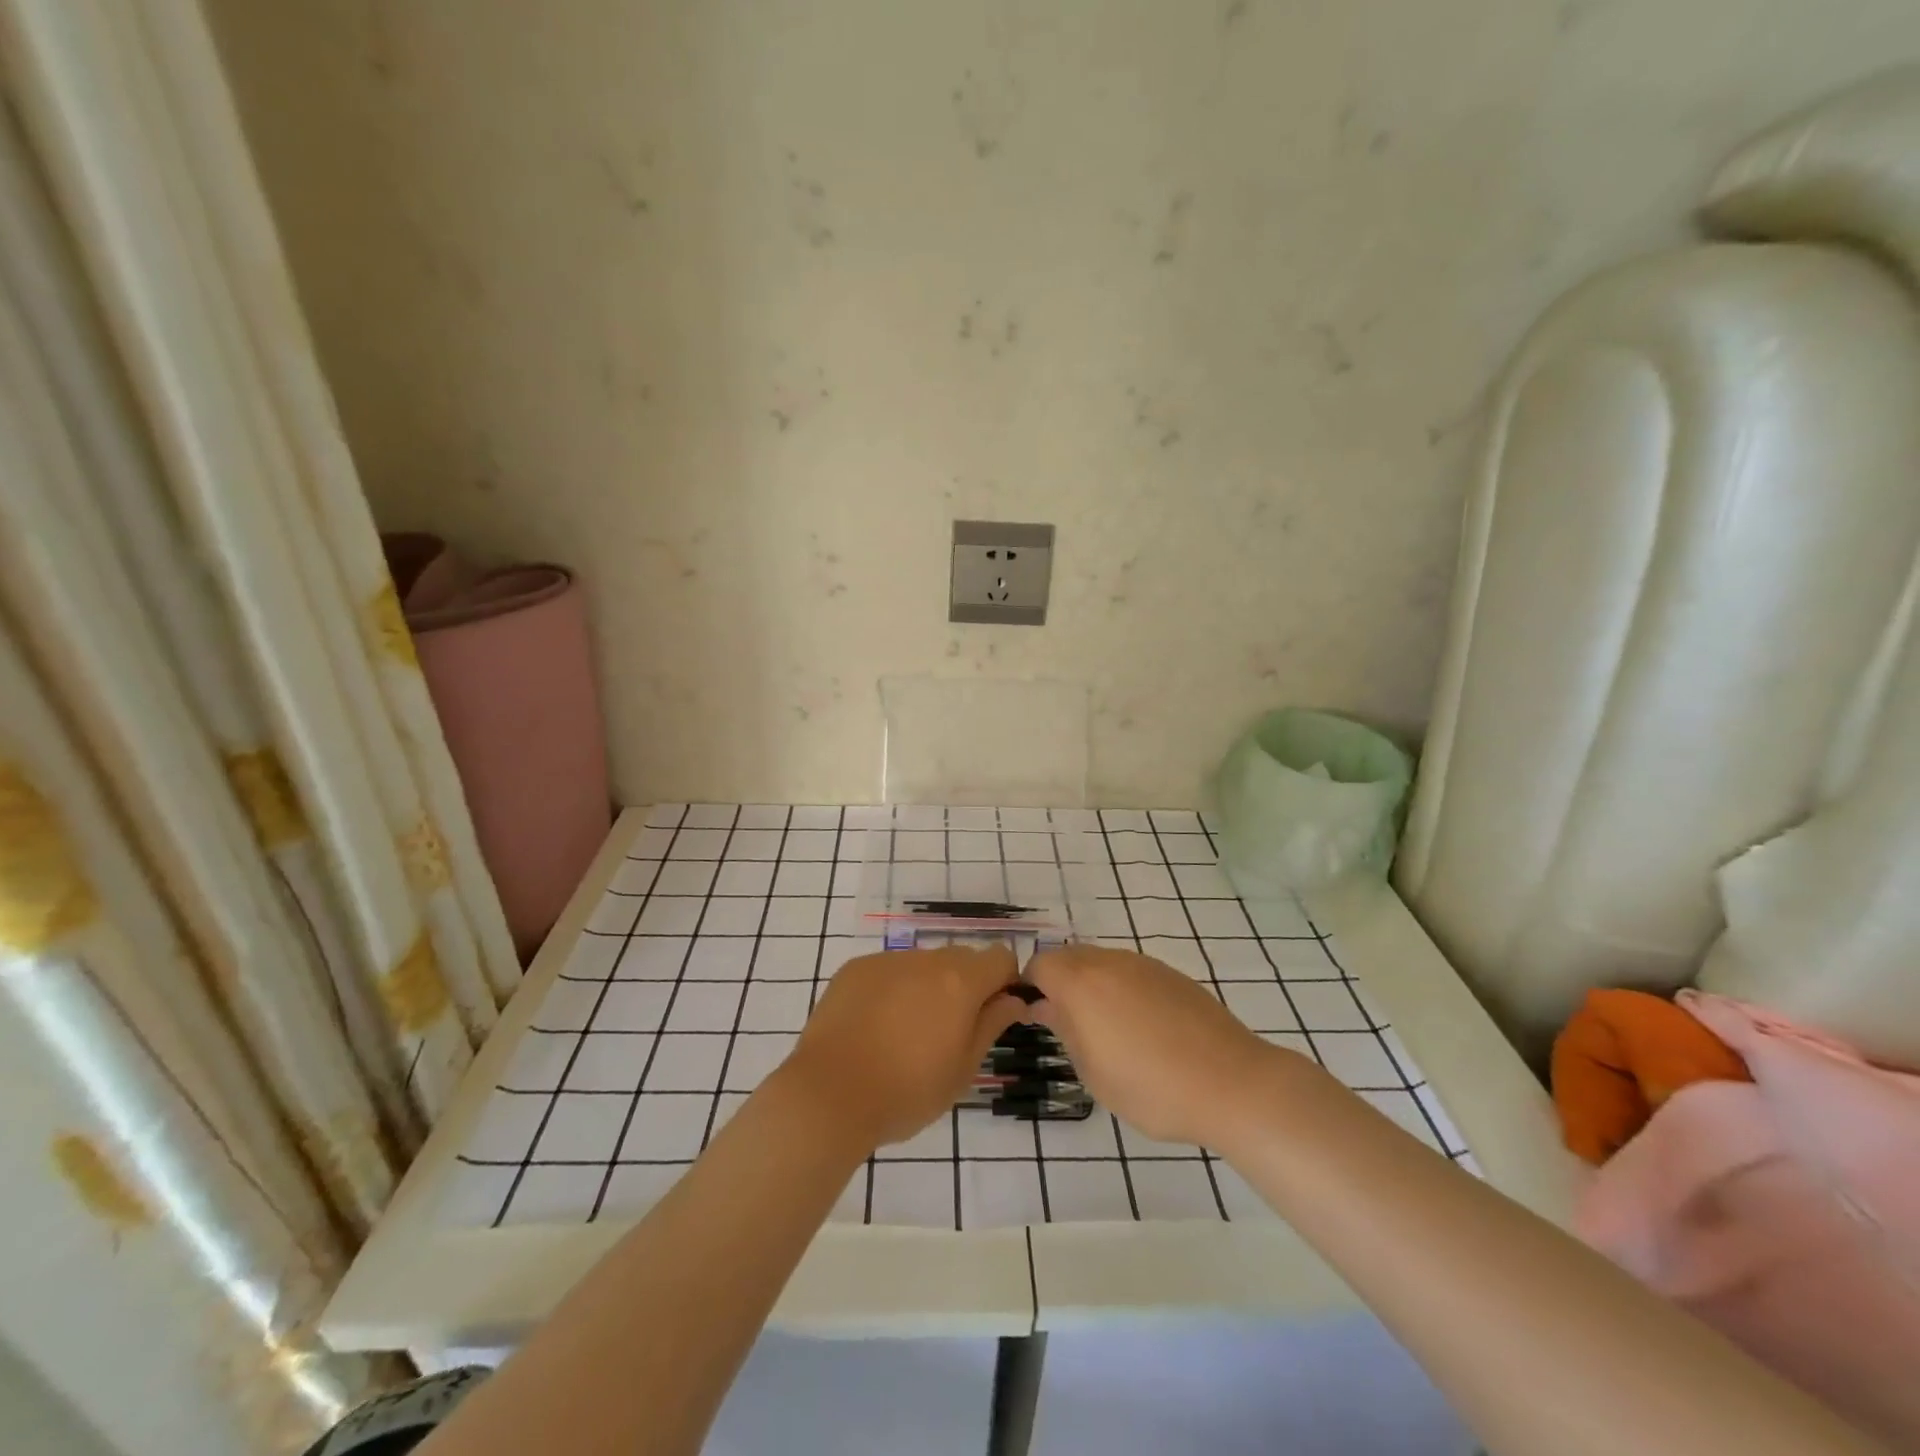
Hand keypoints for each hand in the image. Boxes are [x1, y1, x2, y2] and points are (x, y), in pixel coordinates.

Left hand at [778, 945, 1026, 1150]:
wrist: (829, 1095)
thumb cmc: (907, 1091)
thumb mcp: (963, 1069)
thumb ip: (991, 1025)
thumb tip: (1013, 999)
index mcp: (960, 981)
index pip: (1000, 958)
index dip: (1004, 982)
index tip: (994, 1013)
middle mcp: (925, 959)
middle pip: (961, 959)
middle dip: (966, 986)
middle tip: (950, 1031)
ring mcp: (886, 960)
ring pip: (922, 965)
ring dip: (927, 988)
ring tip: (906, 1034)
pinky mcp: (855, 969)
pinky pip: (888, 971)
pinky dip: (892, 990)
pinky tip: (875, 1027)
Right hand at [1026, 944, 1281, 1146]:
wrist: (1232, 1082)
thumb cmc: (1152, 1087)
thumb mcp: (1094, 1072)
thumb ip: (1065, 1031)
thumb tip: (1045, 1007)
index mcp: (1081, 983)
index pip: (1038, 965)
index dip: (1029, 986)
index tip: (1032, 1016)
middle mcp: (1108, 962)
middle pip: (1068, 957)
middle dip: (1058, 983)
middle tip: (1065, 1024)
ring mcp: (1143, 964)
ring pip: (1101, 962)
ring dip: (1091, 985)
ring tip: (1105, 1029)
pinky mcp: (1171, 974)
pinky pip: (1130, 971)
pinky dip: (1121, 989)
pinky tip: (1140, 1027)